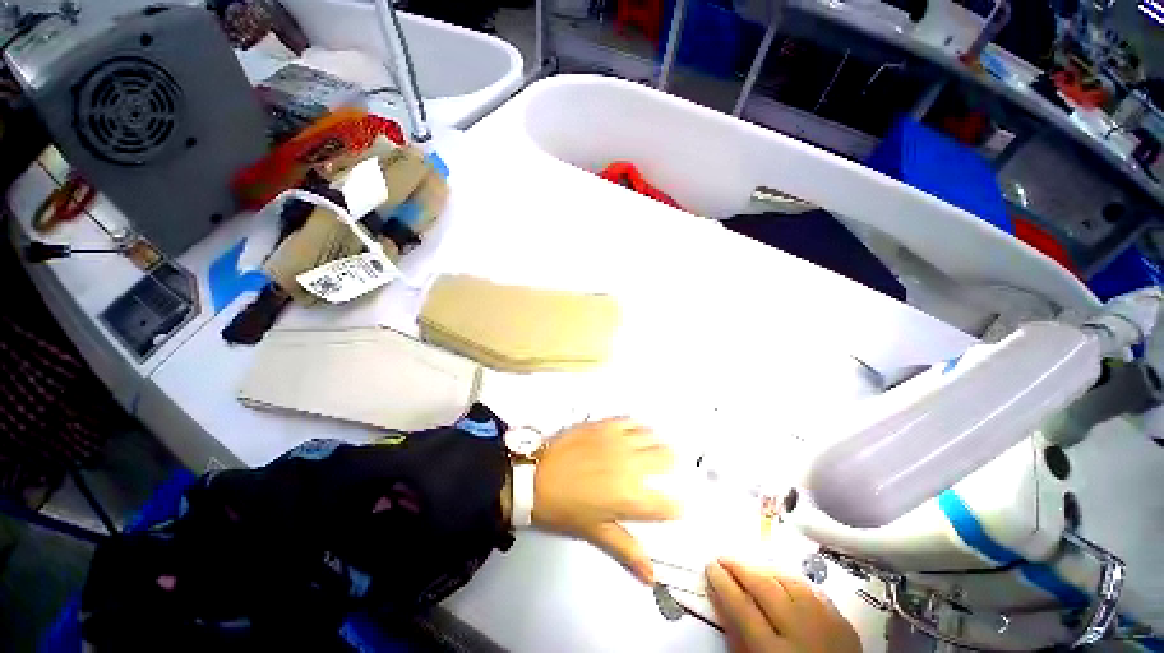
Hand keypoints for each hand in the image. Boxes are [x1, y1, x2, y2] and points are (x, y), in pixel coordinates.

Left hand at [532, 418, 680, 583]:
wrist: (536, 477)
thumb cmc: (564, 508)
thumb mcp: (597, 533)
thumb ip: (628, 551)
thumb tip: (651, 576)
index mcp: (632, 498)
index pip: (669, 505)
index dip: (674, 507)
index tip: (670, 506)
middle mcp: (631, 466)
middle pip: (667, 459)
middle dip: (669, 466)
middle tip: (662, 470)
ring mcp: (619, 441)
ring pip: (653, 436)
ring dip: (656, 444)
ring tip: (650, 450)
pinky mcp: (606, 425)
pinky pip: (631, 421)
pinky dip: (637, 427)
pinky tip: (633, 433)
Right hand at [706, 558, 860, 652]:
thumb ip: (738, 637)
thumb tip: (719, 599)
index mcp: (775, 652)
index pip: (742, 607)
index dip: (723, 583)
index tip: (709, 565)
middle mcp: (802, 631)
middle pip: (765, 587)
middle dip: (739, 567)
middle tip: (722, 556)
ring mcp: (826, 623)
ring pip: (788, 581)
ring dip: (763, 569)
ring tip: (747, 564)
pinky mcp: (843, 621)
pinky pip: (811, 589)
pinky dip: (790, 579)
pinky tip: (778, 576)